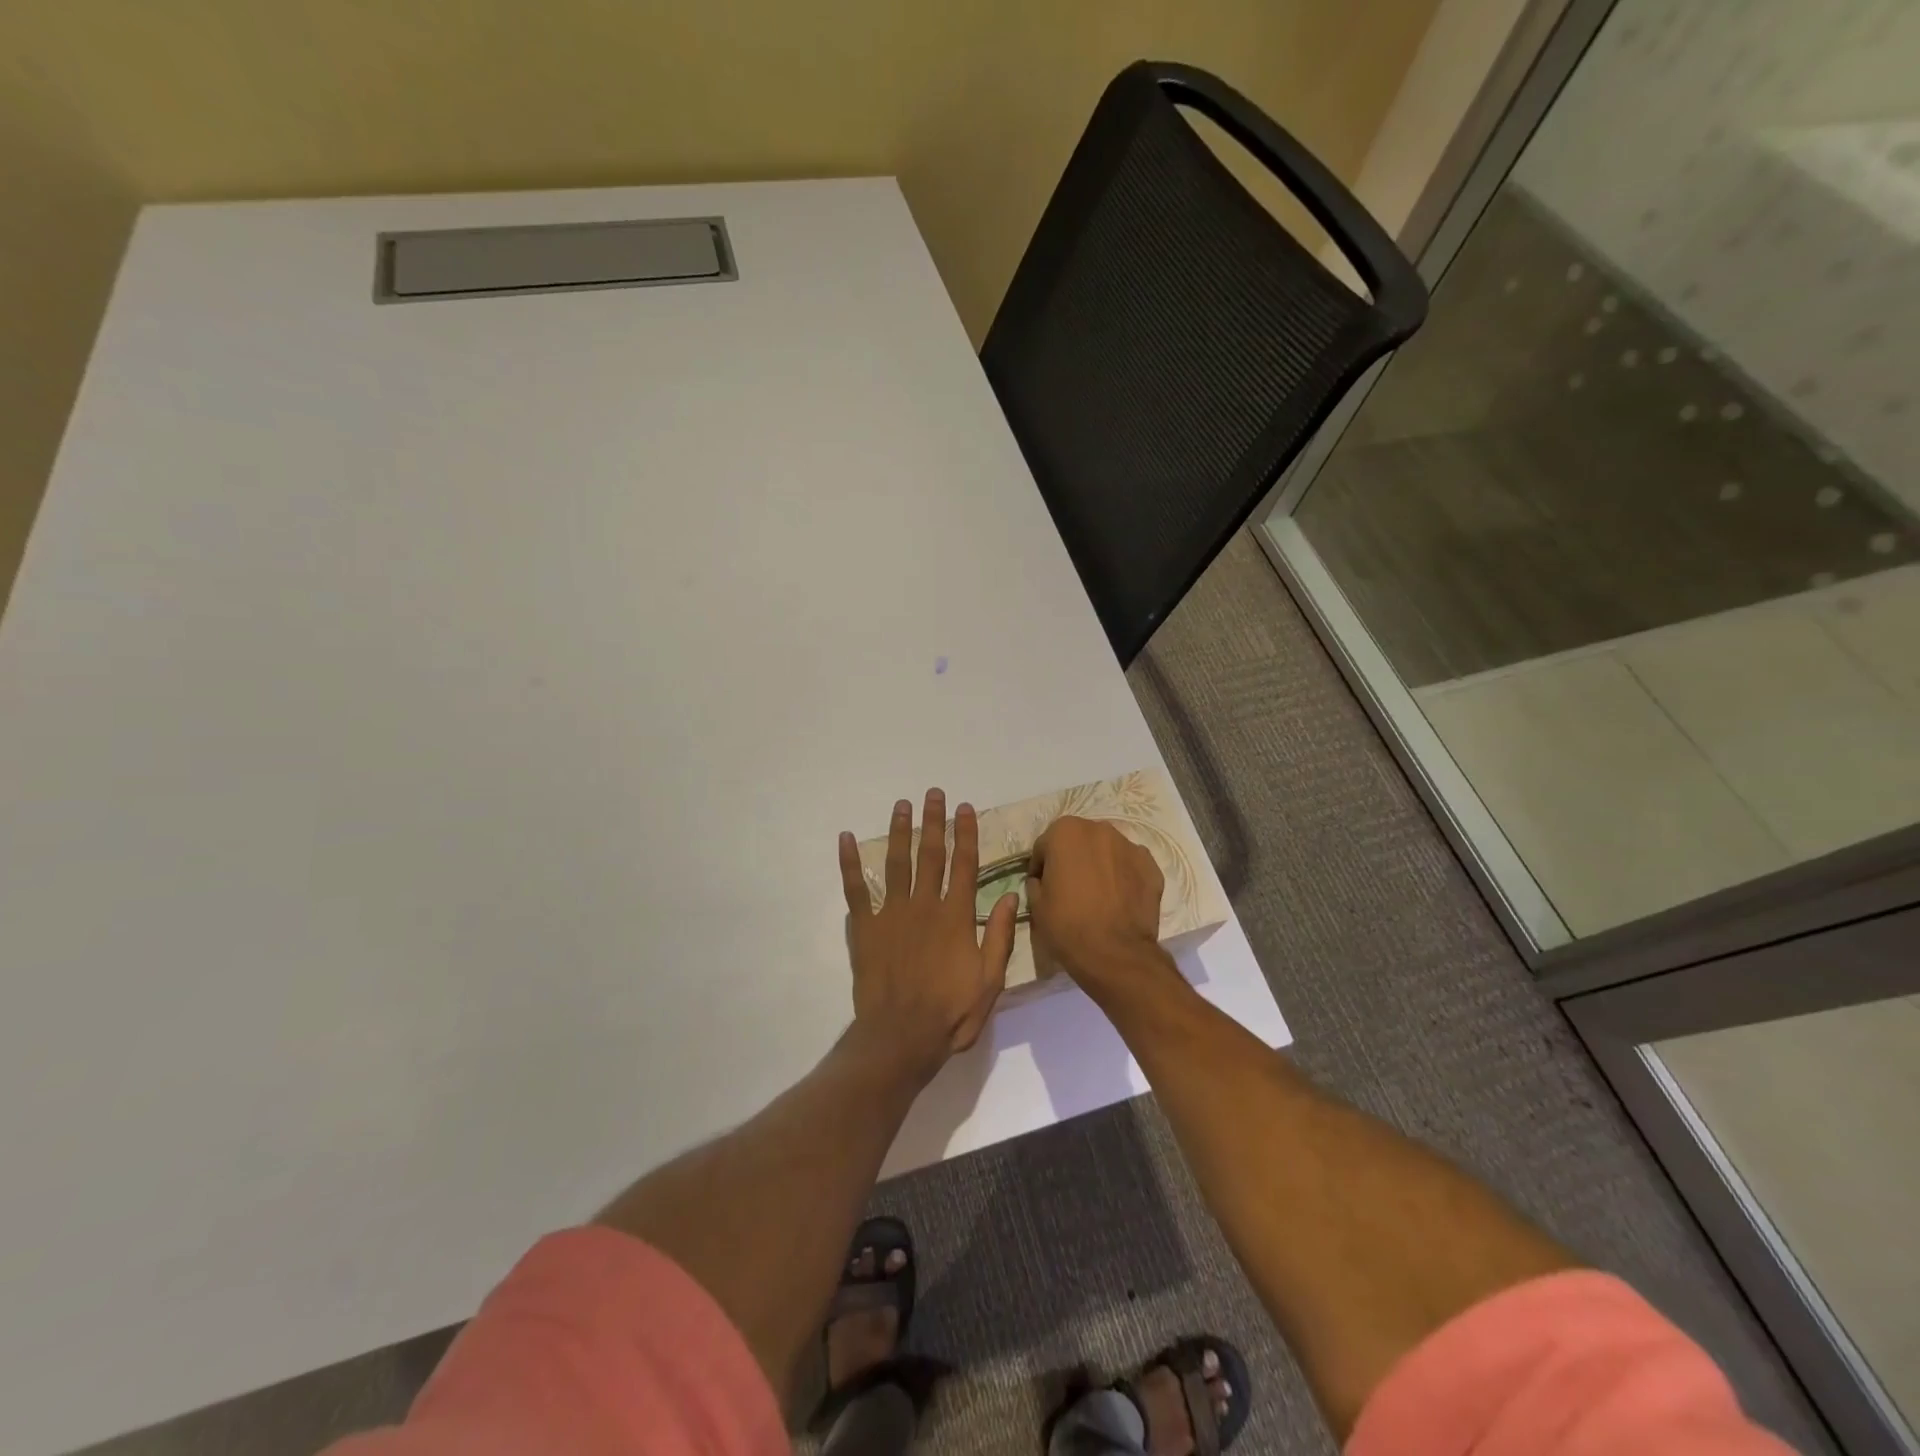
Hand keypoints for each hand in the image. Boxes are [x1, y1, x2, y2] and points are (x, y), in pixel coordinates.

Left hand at [838, 789, 1018, 1073]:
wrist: (901, 1037)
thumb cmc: (950, 1012)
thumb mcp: (990, 980)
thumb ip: (1001, 936)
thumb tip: (1012, 895)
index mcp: (956, 916)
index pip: (964, 865)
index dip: (966, 834)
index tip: (965, 808)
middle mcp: (925, 905)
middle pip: (931, 855)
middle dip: (934, 822)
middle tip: (933, 793)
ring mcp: (892, 914)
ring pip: (896, 862)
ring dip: (900, 831)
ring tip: (902, 805)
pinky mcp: (866, 928)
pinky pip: (855, 889)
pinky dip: (849, 863)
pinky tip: (846, 839)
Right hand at [1026, 816, 1165, 995]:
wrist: (1115, 954)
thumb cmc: (1067, 925)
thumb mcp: (1036, 905)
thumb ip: (1037, 882)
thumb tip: (1044, 880)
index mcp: (1065, 832)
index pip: (1045, 845)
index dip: (1041, 867)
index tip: (1043, 886)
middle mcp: (1099, 829)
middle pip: (1079, 841)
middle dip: (1073, 859)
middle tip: (1070, 888)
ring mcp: (1130, 846)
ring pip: (1107, 851)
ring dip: (1100, 865)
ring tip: (1098, 895)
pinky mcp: (1151, 866)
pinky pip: (1130, 866)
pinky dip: (1124, 877)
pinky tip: (1119, 900)